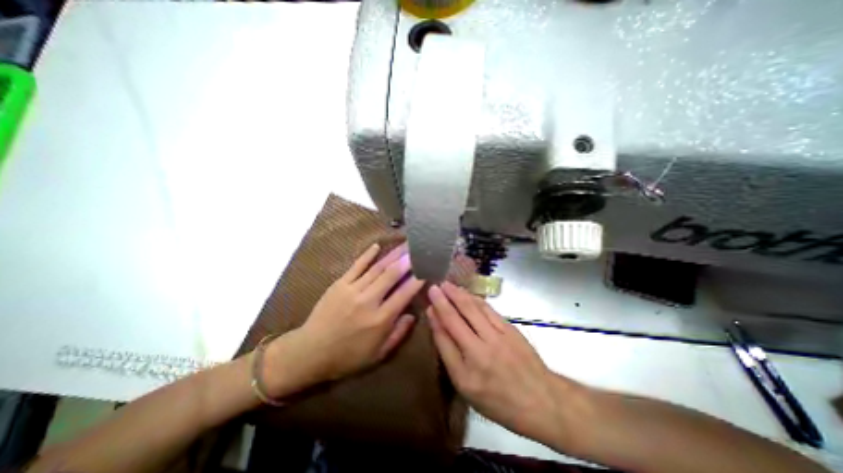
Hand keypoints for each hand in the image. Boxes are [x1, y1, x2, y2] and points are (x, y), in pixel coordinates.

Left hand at [265, 244, 425, 395]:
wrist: (310, 352)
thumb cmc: (347, 357)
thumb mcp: (378, 355)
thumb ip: (398, 334)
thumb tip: (412, 315)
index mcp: (380, 320)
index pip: (404, 293)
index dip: (417, 280)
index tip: (427, 269)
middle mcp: (368, 301)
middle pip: (391, 275)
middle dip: (407, 260)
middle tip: (418, 248)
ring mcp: (352, 290)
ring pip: (377, 268)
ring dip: (392, 254)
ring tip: (404, 244)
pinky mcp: (339, 284)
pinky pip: (356, 266)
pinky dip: (367, 255)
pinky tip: (377, 246)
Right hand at [429, 285, 565, 442]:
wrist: (542, 400)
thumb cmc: (499, 400)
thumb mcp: (468, 389)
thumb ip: (451, 357)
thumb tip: (439, 328)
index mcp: (465, 373)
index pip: (444, 339)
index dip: (435, 319)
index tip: (428, 304)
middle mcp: (479, 352)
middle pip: (456, 319)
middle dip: (442, 300)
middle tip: (433, 286)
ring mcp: (496, 337)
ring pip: (472, 309)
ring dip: (458, 295)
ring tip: (447, 285)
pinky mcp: (509, 329)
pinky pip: (488, 309)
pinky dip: (475, 299)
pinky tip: (467, 293)